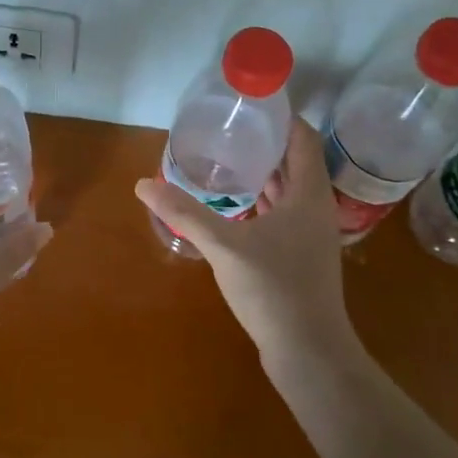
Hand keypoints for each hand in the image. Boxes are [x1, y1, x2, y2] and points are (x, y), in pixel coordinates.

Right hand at [134, 118, 350, 364]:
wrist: (309, 354)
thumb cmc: (275, 290)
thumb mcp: (225, 247)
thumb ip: (184, 213)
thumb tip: (143, 184)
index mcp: (309, 194)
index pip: (302, 137)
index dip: (280, 116)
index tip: (248, 102)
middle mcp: (315, 207)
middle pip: (294, 160)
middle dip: (263, 141)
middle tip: (225, 126)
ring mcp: (309, 234)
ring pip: (287, 188)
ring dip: (261, 171)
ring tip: (223, 156)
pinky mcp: (299, 255)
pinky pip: (281, 212)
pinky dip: (260, 199)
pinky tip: (232, 202)